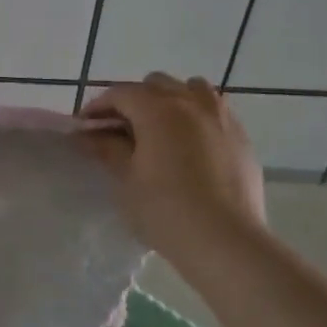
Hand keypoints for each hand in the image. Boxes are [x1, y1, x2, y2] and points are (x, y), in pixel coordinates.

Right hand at [79, 74, 268, 265]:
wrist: (225, 242)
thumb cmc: (164, 210)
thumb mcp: (126, 179)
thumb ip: (107, 149)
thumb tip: (87, 135)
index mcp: (159, 109)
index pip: (120, 93)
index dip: (98, 107)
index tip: (84, 127)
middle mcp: (192, 104)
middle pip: (156, 84)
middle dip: (134, 100)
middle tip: (119, 129)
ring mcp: (223, 118)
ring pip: (192, 90)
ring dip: (170, 101)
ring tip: (159, 130)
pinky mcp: (242, 139)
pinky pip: (215, 112)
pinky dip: (196, 117)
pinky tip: (189, 147)